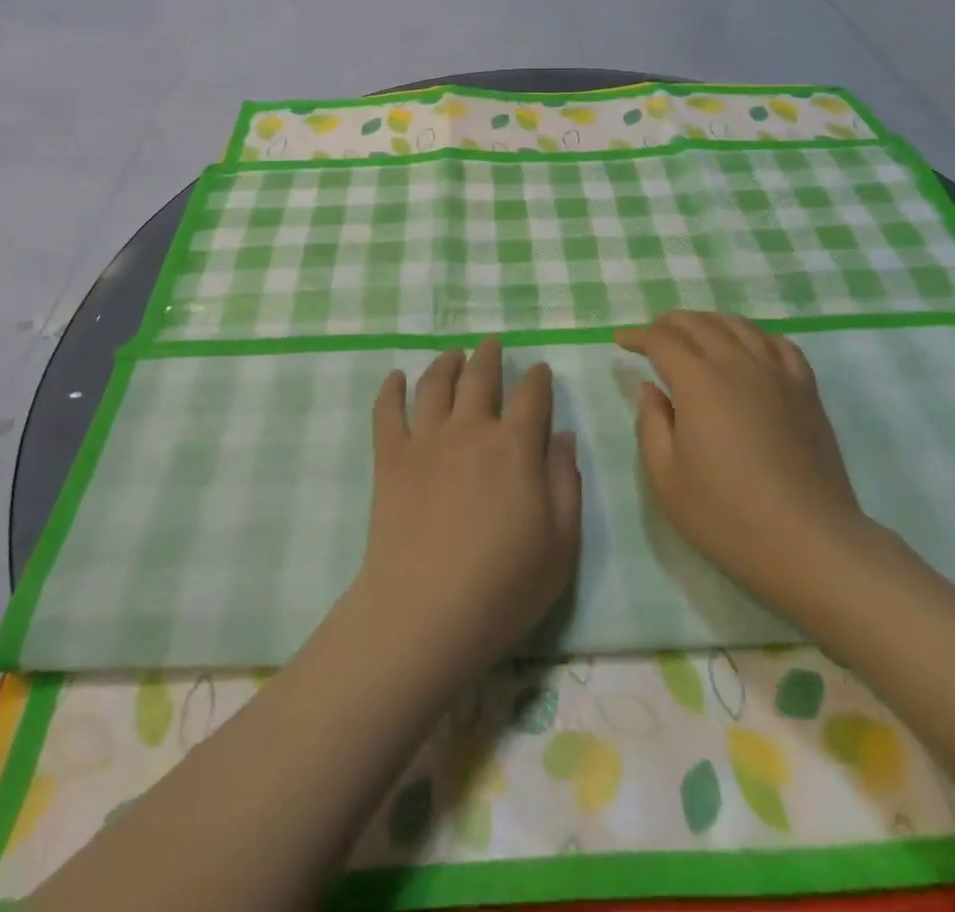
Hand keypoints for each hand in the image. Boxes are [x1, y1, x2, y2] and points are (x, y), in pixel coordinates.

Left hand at [356, 339, 581, 680]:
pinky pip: (387, 411)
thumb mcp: (561, 542)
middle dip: (489, 356)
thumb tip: (563, 435)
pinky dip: (390, 389)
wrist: (426, 611)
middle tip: (492, 343)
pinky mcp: (390, 458)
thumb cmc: (504, 585)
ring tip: (452, 355)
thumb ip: (566, 482)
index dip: (538, 379)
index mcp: (516, 446)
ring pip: (435, 384)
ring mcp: (426, 440)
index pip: (532, 395)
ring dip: (446, 363)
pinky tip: (395, 377)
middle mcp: (471, 429)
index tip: (540, 370)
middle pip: (480, 376)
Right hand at [615, 312, 871, 616]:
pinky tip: (748, 347)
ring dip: (709, 322)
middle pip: (699, 324)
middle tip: (650, 336)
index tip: (621, 342)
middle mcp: (738, 364)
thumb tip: (650, 388)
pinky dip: (754, 335)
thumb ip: (651, 424)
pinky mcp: (806, 391)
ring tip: (694, 334)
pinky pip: (778, 344)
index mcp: (699, 381)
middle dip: (669, 324)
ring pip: (739, 326)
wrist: (809, 542)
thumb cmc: (727, 515)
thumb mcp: (666, 477)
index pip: (662, 340)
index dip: (637, 336)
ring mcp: (778, 374)